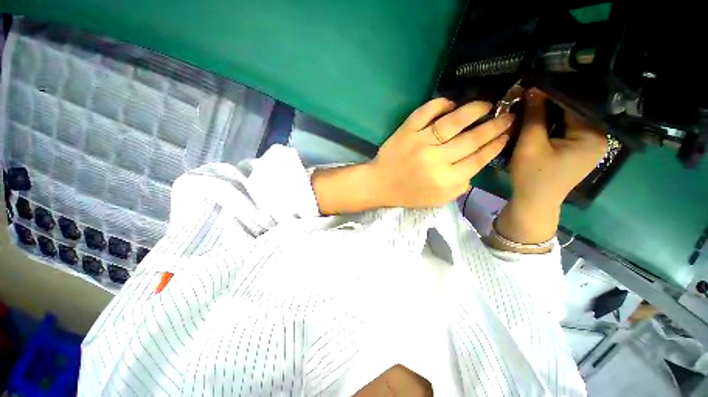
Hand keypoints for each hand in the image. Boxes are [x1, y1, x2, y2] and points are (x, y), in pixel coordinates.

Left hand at [312, 98, 513, 213]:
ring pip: (452, 122)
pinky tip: (451, 103)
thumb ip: (461, 185)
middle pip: (471, 139)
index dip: (496, 144)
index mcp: (445, 180)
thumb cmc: (409, 193)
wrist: (381, 184)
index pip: (478, 159)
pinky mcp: (405, 132)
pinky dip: (439, 104)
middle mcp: (435, 160)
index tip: (508, 133)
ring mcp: (419, 143)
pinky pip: (425, 112)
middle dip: (493, 126)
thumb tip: (477, 161)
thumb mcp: (439, 199)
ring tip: (487, 104)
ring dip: (473, 110)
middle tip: (507, 115)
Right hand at [492, 88, 607, 247]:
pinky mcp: (579, 150)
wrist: (534, 203)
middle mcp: (598, 136)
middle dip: (551, 103)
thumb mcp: (530, 145)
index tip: (532, 84)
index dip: (552, 92)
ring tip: (531, 104)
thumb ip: (534, 116)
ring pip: (569, 119)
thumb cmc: (532, 176)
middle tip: (529, 94)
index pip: (574, 103)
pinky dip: (553, 123)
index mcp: (593, 135)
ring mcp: (590, 144)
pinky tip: (539, 120)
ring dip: (550, 113)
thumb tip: (533, 88)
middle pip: (574, 111)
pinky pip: (567, 129)